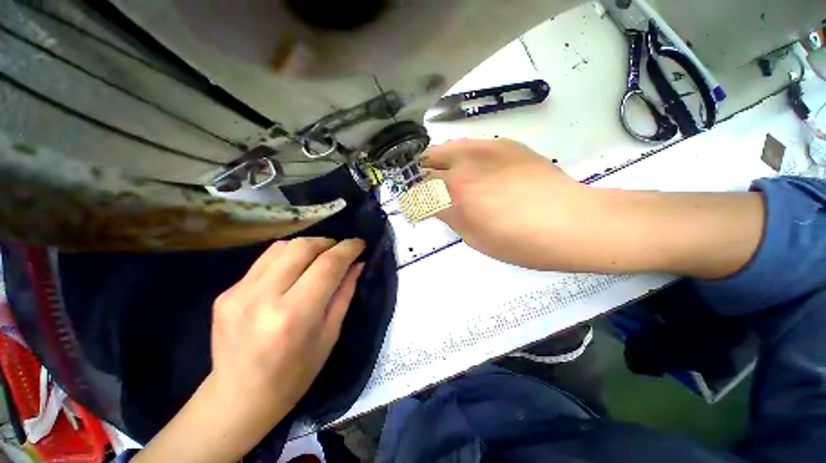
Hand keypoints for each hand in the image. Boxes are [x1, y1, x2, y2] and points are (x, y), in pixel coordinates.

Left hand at [210, 237, 364, 432]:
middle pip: (302, 247)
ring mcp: (239, 293)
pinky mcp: (227, 292)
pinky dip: (287, 257)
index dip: (348, 248)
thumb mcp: (330, 334)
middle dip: (328, 242)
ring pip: (281, 247)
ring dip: (307, 246)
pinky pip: (264, 260)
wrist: (240, 398)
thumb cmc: (295, 374)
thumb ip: (345, 293)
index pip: (328, 265)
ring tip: (319, 257)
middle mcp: (263, 298)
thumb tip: (357, 263)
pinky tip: (294, 271)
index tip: (360, 243)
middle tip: (340, 250)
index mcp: (294, 315)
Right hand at [422, 138, 595, 268]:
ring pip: (445, 147)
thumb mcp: (474, 237)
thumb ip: (448, 215)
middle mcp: (464, 163)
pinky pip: (469, 145)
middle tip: (428, 190)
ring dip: (438, 163)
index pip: (419, 190)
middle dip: (422, 177)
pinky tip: (472, 168)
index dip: (413, 199)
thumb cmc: (520, 241)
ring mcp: (485, 148)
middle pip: (427, 162)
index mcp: (455, 191)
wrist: (572, 222)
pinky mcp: (504, 144)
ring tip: (445, 177)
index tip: (416, 206)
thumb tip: (433, 204)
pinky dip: (460, 156)